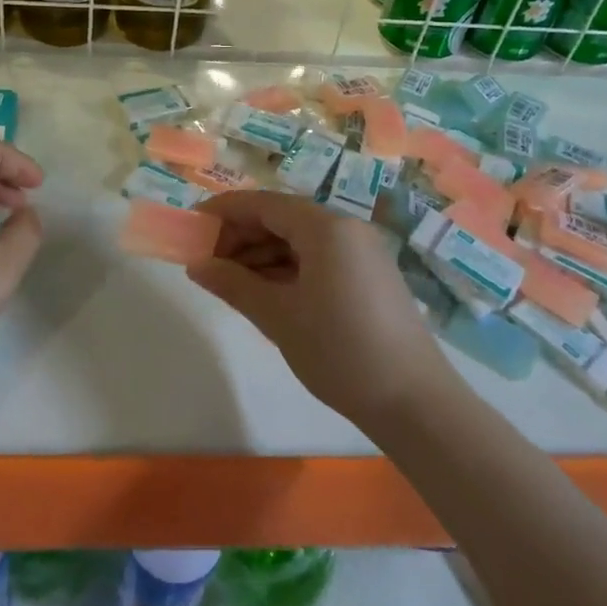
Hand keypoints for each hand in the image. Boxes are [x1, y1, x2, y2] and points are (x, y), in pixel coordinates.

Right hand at [187, 190, 451, 429]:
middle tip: (208, 263)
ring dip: (263, 255)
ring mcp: (362, 252)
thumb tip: (196, 265)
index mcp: (325, 227)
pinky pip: (319, 258)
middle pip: (282, 218)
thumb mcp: (278, 316)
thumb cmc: (339, 350)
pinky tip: (267, 294)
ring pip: (300, 240)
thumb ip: (233, 284)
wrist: (414, 402)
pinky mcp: (370, 277)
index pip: (263, 203)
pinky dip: (288, 269)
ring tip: (231, 283)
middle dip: (242, 236)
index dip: (224, 211)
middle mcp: (346, 229)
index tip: (192, 225)